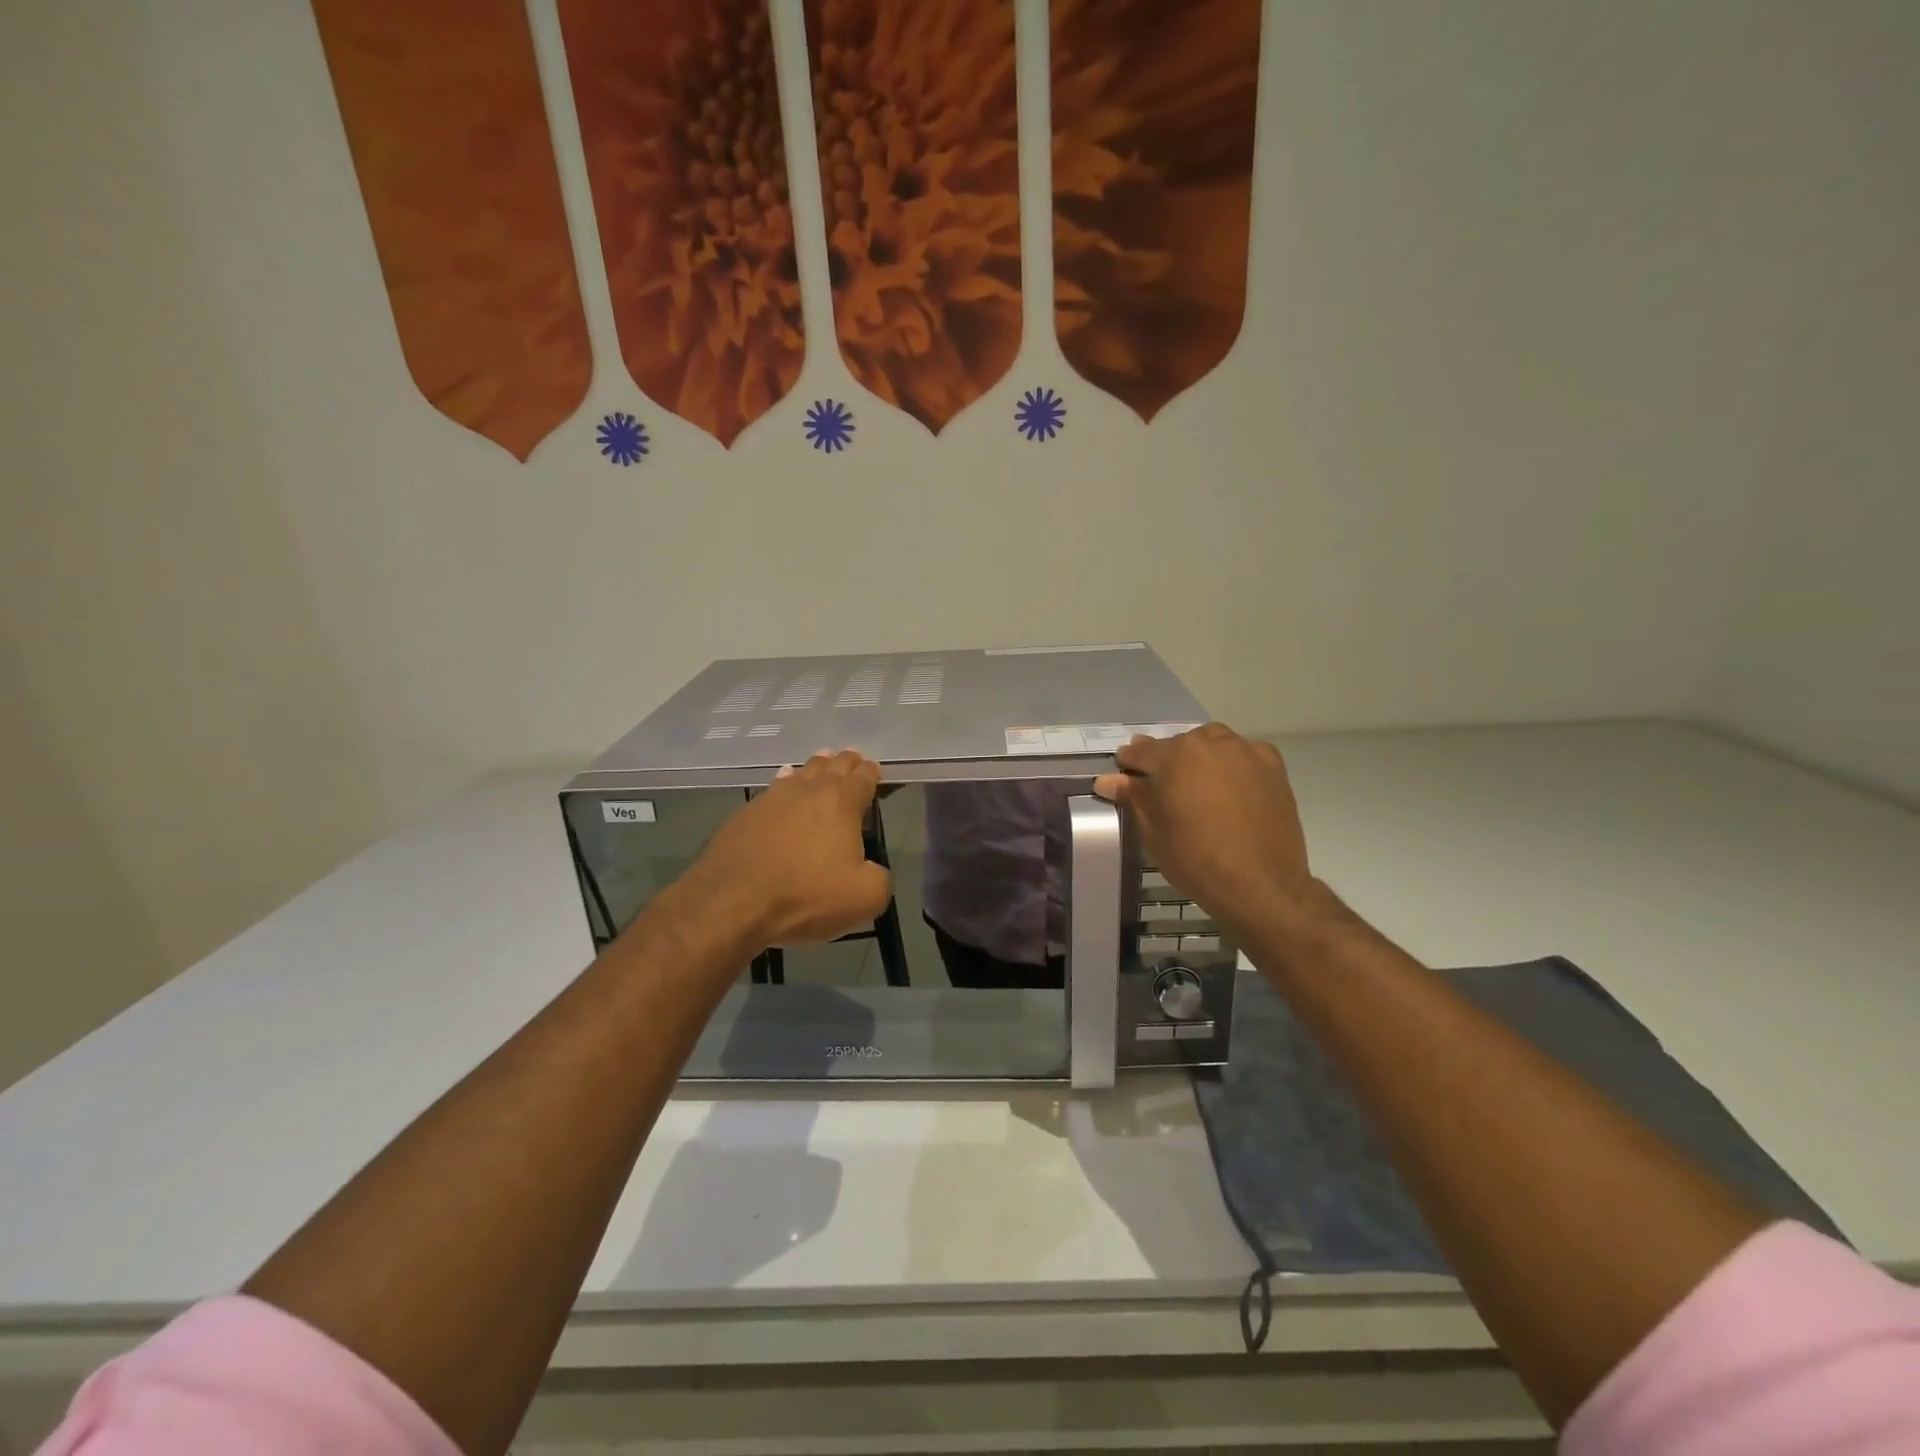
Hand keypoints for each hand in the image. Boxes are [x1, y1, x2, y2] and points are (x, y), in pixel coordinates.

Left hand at [681, 750, 892, 949]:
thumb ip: (878, 877)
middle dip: (846, 762)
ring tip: (822, 764)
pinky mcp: (744, 814)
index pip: (863, 776)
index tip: (875, 772)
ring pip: (801, 772)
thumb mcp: (865, 897)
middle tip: (853, 760)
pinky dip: (785, 783)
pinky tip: (783, 783)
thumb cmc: (806, 895)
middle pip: (832, 765)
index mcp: (842, 801)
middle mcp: (809, 789)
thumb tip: (869, 869)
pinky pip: (773, 789)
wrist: (731, 904)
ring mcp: (772, 798)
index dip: (872, 773)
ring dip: (815, 768)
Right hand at [1094, 724, 1313, 934]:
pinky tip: (1230, 787)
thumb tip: (1107, 780)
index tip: (1124, 772)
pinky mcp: (1273, 766)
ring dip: (1199, 758)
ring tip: (1196, 784)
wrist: (1261, 884)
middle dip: (1166, 760)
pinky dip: (1231, 764)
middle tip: (1162, 785)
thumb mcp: (1153, 831)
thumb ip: (1133, 797)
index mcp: (1176, 755)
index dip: (1129, 762)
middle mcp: (1211, 742)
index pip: (1142, 751)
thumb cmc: (1196, 860)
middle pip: (1179, 744)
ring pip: (1213, 744)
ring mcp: (1246, 751)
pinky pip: (1243, 755)